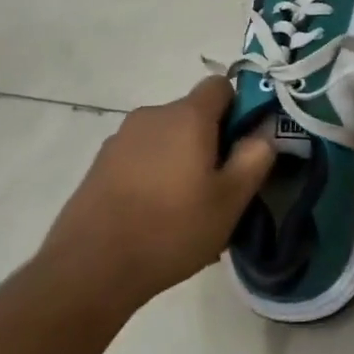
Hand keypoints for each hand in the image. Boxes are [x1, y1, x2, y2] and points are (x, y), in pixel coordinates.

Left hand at [41, 77, 275, 308]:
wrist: (89, 268)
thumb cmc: (171, 228)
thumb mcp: (230, 200)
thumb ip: (255, 157)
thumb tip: (264, 131)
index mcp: (187, 116)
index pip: (220, 86)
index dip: (238, 109)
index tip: (242, 146)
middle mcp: (152, 115)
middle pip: (192, 114)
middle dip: (210, 142)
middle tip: (218, 188)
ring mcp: (121, 139)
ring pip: (166, 138)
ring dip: (180, 160)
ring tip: (185, 210)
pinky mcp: (100, 164)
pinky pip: (141, 158)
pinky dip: (154, 175)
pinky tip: (154, 218)